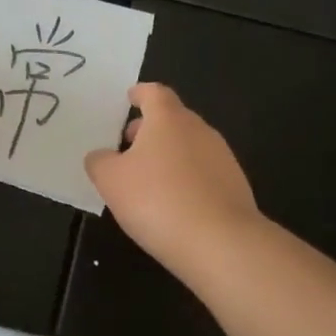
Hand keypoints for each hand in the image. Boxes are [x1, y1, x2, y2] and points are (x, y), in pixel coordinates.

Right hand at [85, 83, 259, 272]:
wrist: (221, 243)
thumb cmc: (157, 200)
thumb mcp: (111, 181)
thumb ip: (100, 162)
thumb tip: (101, 156)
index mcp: (168, 119)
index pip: (154, 93)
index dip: (140, 94)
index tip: (130, 98)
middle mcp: (199, 130)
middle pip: (173, 119)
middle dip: (150, 129)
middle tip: (129, 146)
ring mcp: (222, 157)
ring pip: (189, 146)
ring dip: (169, 155)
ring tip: (148, 180)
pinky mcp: (235, 186)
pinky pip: (204, 172)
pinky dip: (186, 179)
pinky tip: (174, 204)